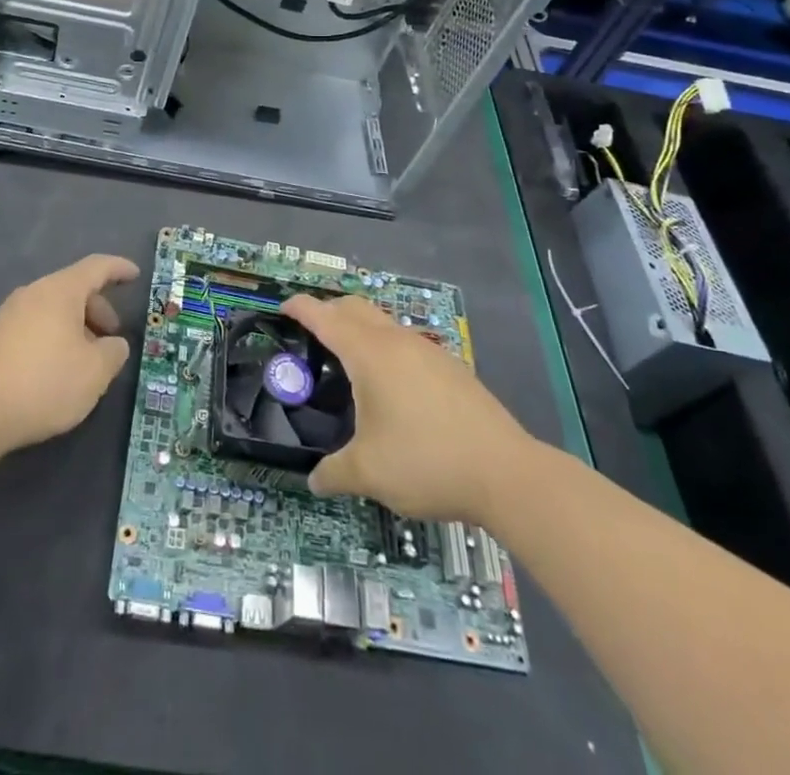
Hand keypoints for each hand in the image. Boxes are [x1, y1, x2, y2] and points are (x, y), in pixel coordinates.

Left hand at [0, 254, 138, 458]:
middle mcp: (33, 293)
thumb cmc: (44, 383)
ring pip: (54, 310)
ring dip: (77, 327)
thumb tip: (113, 344)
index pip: (96, 267)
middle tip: (112, 338)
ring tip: (86, 361)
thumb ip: (114, 352)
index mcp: (60, 291)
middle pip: (74, 289)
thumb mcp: (95, 372)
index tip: (135, 275)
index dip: (119, 269)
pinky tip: (57, 370)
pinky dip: (55, 337)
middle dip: (99, 310)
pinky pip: (36, 325)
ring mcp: (9, 314)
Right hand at [282, 293, 529, 524]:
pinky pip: (406, 344)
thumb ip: (334, 473)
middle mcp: (397, 342)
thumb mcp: (369, 474)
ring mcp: (428, 351)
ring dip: (360, 329)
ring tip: (348, 361)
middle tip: (310, 332)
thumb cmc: (427, 462)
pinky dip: (386, 349)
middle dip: (329, 311)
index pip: (326, 317)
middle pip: (356, 308)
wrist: (506, 473)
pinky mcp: (451, 368)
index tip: (283, 307)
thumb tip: (314, 481)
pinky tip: (391, 387)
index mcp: (370, 354)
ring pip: (384, 324)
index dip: (301, 308)